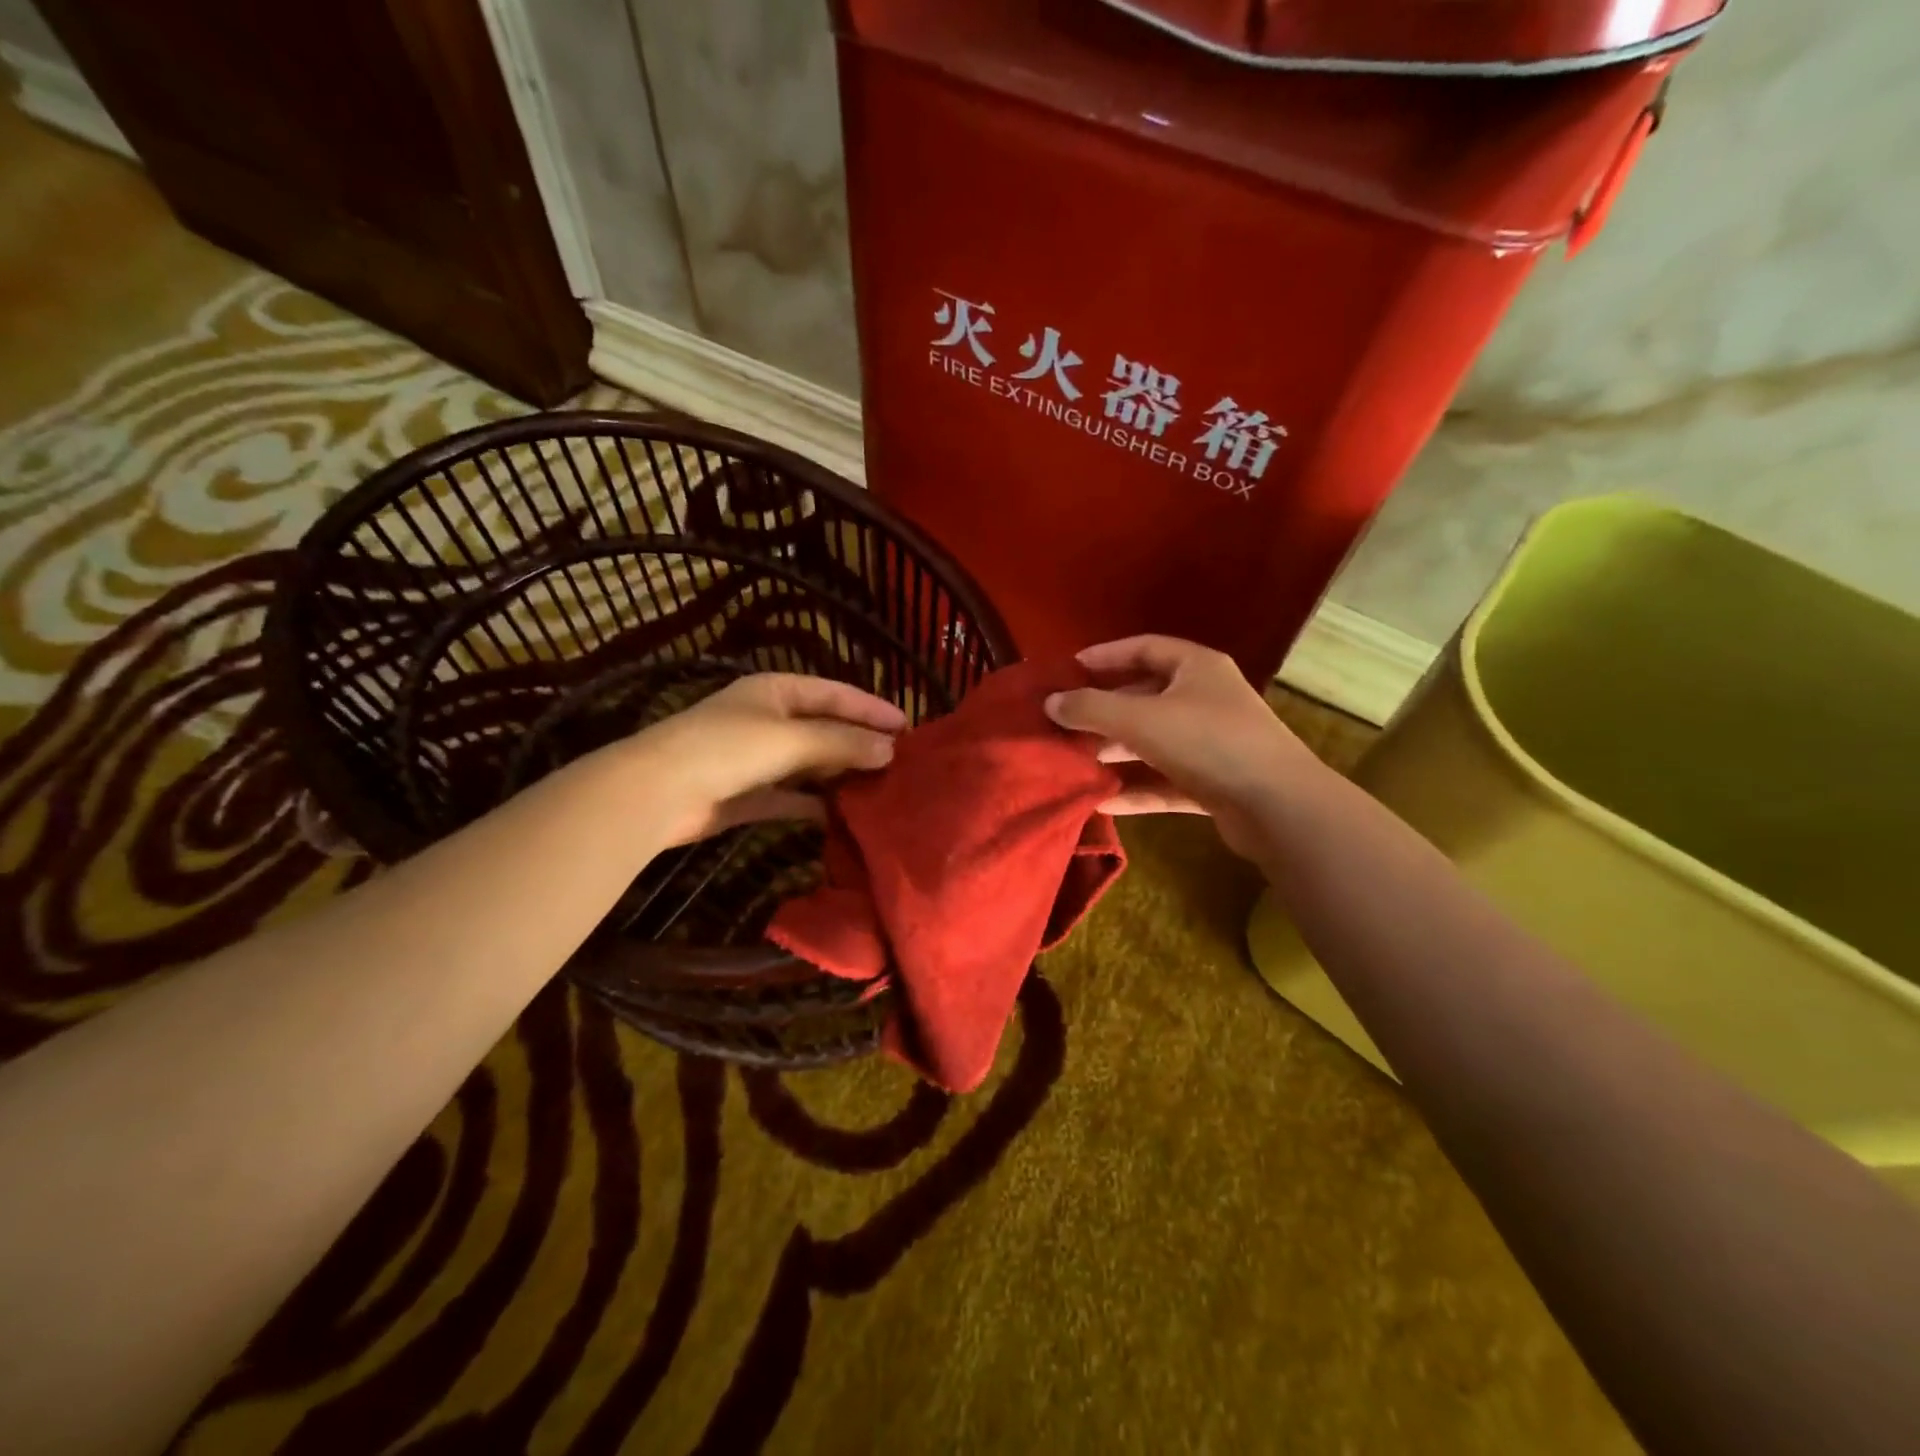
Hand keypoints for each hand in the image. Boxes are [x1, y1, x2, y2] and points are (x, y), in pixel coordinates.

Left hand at [619, 673, 905, 845]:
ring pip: (811, 764)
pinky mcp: (749, 795)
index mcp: (777, 691)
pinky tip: (844, 815)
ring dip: (841, 774)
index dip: (871, 708)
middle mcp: (769, 719)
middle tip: (902, 761)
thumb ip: (843, 742)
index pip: (835, 693)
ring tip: (881, 788)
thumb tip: (890, 749)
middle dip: (860, 743)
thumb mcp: (792, 738)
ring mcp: (757, 758)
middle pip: (825, 728)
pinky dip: (816, 804)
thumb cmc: (728, 748)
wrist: (659, 792)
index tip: (908, 726)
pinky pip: (793, 796)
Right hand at [1045, 636, 1323, 860]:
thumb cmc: (1208, 742)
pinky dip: (1136, 789)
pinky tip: (1100, 802)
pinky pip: (1165, 782)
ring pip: (1153, 742)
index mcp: (1197, 668)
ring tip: (1073, 760)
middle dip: (1104, 710)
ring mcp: (1212, 744)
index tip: (1068, 670)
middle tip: (1063, 722)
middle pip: (1145, 697)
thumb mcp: (1141, 719)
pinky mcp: (1214, 784)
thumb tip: (1050, 703)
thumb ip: (1091, 709)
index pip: (1144, 648)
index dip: (1105, 656)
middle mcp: (1206, 700)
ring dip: (1116, 750)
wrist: (1278, 806)